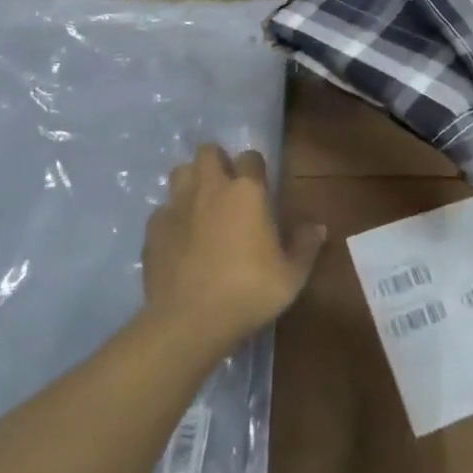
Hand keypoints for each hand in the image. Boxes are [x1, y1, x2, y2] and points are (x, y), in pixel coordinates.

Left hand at [143, 145, 324, 348]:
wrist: (189, 321)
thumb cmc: (248, 291)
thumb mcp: (291, 276)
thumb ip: (305, 246)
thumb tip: (318, 228)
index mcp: (246, 191)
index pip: (251, 157)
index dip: (255, 168)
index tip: (260, 187)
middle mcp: (210, 188)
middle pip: (208, 152)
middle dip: (217, 162)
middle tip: (226, 188)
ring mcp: (177, 205)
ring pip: (180, 172)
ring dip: (191, 182)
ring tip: (200, 206)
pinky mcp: (153, 229)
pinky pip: (162, 209)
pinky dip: (171, 217)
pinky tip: (179, 239)